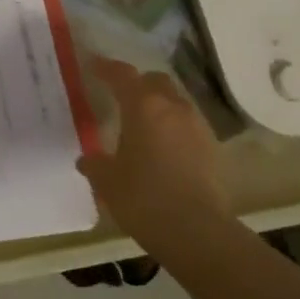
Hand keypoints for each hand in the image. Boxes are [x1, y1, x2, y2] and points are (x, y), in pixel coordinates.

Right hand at [79, 58, 227, 251]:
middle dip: (137, 83)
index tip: (93, 66)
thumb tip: (87, 159)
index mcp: (143, 106)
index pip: (122, 74)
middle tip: (120, 96)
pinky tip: (163, 147)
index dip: (106, 68)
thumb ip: (94, 163)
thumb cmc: (144, 198)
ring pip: (175, 101)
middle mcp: (173, 107)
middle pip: (155, 80)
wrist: (197, 231)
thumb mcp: (107, 181)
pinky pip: (188, 124)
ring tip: (142, 124)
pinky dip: (173, 126)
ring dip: (158, 104)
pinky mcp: (212, 147)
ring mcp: (197, 126)